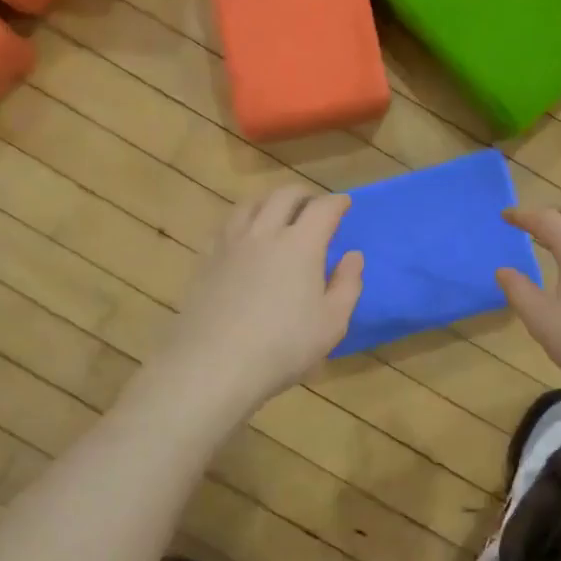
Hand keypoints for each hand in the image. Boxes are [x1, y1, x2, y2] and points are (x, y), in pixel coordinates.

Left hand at [152, 187, 362, 417]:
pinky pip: (227, 225)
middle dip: (304, 195)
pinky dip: (244, 220)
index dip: (337, 203)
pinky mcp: (207, 260)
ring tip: (278, 214)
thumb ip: (347, 285)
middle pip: (284, 196)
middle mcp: (264, 233)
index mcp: (301, 244)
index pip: (323, 209)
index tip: (345, 204)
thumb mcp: (332, 323)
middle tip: (315, 206)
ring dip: (270, 202)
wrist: (213, 364)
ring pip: (251, 204)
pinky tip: (245, 238)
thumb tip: (353, 256)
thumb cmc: (283, 346)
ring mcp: (231, 244)